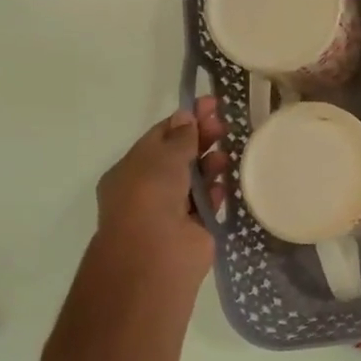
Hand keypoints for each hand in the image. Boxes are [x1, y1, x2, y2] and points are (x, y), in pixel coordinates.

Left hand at [94, 96, 229, 284]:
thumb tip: (186, 116)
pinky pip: (209, 203)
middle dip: (201, 138)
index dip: (185, 120)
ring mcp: (173, 210)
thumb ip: (179, 137)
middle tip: (225, 123)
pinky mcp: (196, 228)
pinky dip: (218, 191)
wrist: (154, 255)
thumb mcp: (161, 158)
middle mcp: (150, 189)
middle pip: (180, 156)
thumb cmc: (149, 199)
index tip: (210, 104)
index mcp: (132, 170)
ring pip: (197, 180)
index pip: (160, 138)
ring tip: (228, 152)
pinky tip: (228, 180)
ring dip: (211, 164)